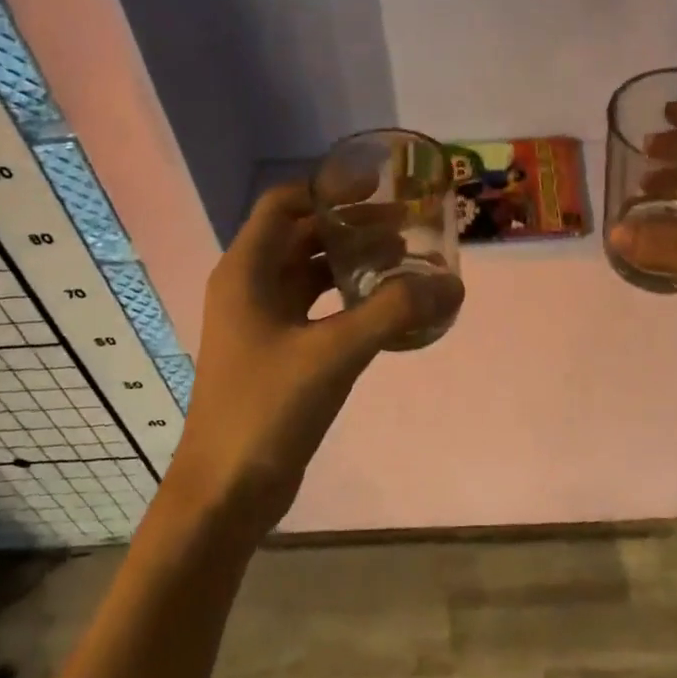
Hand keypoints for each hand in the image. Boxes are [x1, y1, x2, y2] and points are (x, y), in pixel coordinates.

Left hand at [165, 183, 464, 535]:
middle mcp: (249, 286)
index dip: (327, 188)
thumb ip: (393, 312)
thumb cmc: (266, 409)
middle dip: (350, 226)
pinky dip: (347, 298)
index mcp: (246, 271)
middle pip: (301, 235)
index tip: (376, 186)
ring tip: (404, 259)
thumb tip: (452, 283)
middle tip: (405, 224)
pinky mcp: (277, 351)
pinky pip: (315, 307)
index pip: (284, 204)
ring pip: (309, 272)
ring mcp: (261, 321)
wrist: (225, 491)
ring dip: (351, 261)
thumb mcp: (334, 353)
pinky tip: (384, 306)